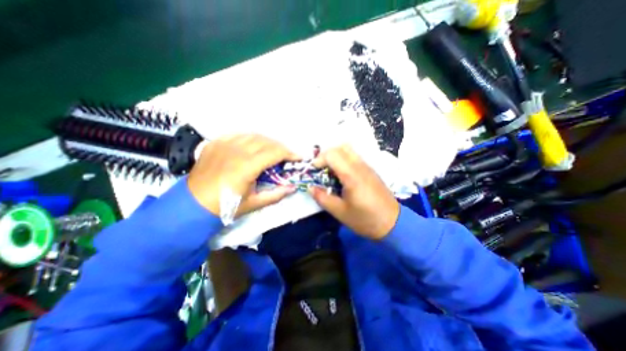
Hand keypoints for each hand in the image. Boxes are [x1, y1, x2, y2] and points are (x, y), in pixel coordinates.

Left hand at [186, 134, 298, 216]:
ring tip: (272, 151)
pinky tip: (253, 146)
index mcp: (247, 166)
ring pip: (253, 135)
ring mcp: (224, 144)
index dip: (289, 153)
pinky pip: (238, 135)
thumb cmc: (225, 206)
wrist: (192, 205)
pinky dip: (250, 139)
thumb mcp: (254, 204)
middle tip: (286, 156)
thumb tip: (293, 188)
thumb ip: (276, 195)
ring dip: (267, 142)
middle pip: (266, 141)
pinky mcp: (215, 143)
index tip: (298, 157)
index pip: (275, 152)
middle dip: (280, 147)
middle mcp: (236, 150)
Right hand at [309, 145, 400, 240]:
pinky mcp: (371, 170)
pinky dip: (344, 159)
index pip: (332, 154)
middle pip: (341, 147)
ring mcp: (367, 166)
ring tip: (330, 170)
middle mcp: (360, 166)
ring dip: (336, 155)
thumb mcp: (340, 212)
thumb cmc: (365, 219)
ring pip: (349, 149)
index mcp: (351, 176)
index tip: (314, 171)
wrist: (393, 223)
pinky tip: (342, 174)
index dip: (319, 159)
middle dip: (326, 154)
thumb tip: (309, 187)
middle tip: (321, 168)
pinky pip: (355, 156)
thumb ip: (322, 198)